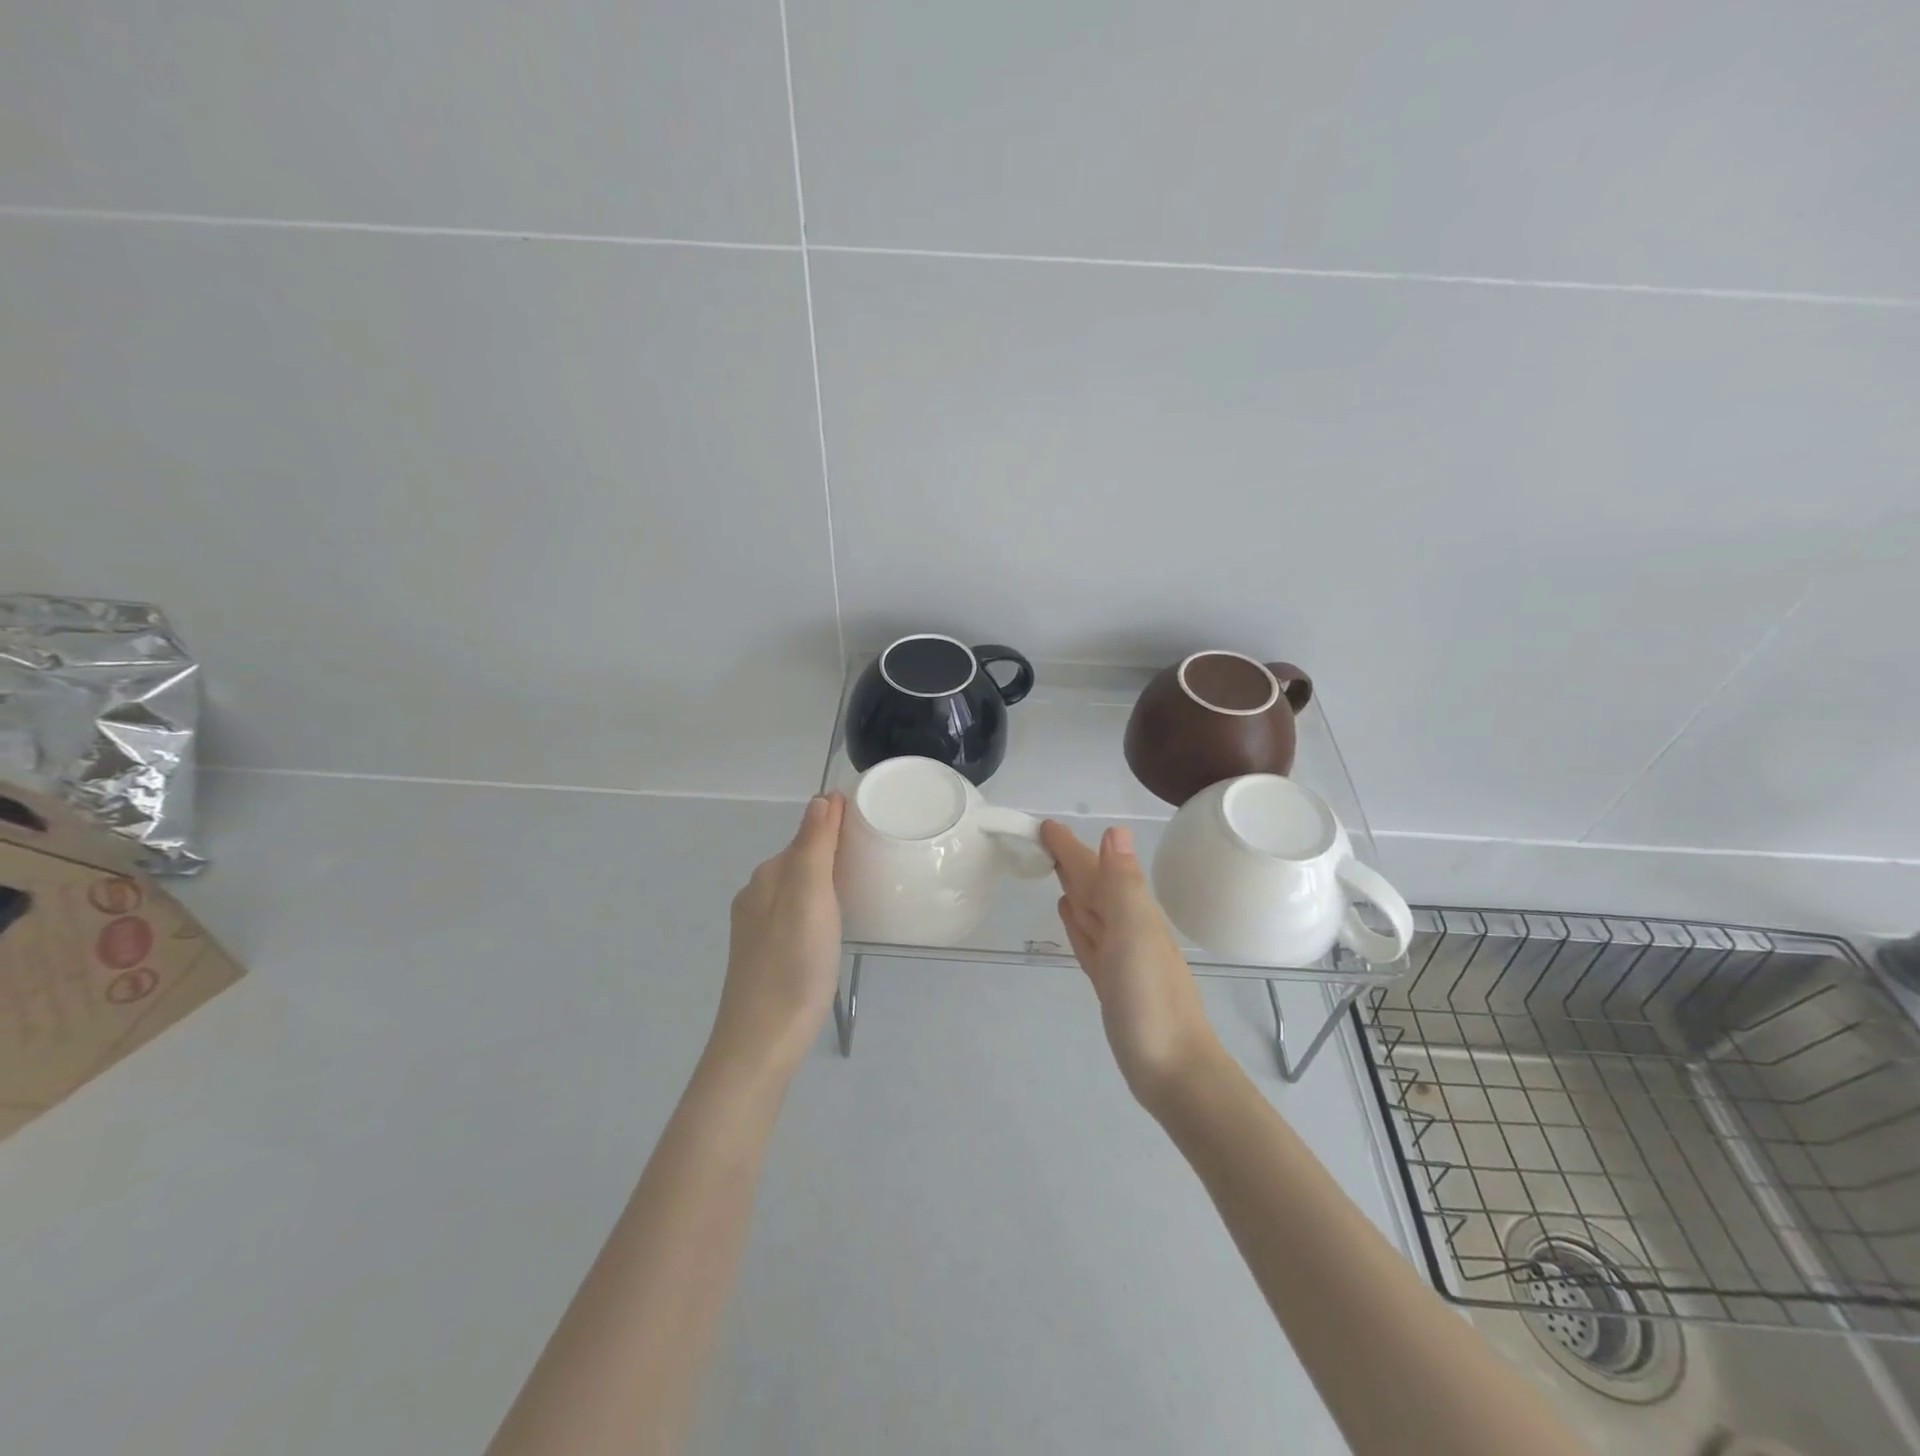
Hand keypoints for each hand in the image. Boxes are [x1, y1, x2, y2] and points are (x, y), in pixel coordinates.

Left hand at [706, 793, 845, 1083]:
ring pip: (798, 889)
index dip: (837, 825)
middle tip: (876, 854)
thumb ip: (814, 846)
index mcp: (768, 876)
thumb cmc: (793, 966)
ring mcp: (758, 928)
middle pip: (801, 859)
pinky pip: (796, 914)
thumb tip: (821, 798)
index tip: (873, 823)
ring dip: (826, 880)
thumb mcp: (809, 898)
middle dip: (833, 850)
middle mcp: (757, 895)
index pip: (807, 834)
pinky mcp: (765, 954)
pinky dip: (818, 907)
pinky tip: (834, 926)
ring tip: (863, 888)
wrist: (761, 1043)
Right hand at [1041, 821, 1225, 1110]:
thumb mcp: (1135, 934)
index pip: (1094, 868)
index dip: (1071, 847)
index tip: (1045, 825)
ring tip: (1054, 869)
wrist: (1173, 1070)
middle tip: (1043, 840)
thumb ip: (1123, 884)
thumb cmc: (1150, 1000)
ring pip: (1091, 910)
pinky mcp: (1110, 982)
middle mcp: (1126, 928)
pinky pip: (1089, 940)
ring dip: (1074, 888)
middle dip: (1071, 861)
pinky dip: (1078, 924)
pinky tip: (1070, 916)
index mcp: (1131, 912)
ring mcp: (1119, 956)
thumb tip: (1114, 830)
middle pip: (1092, 885)